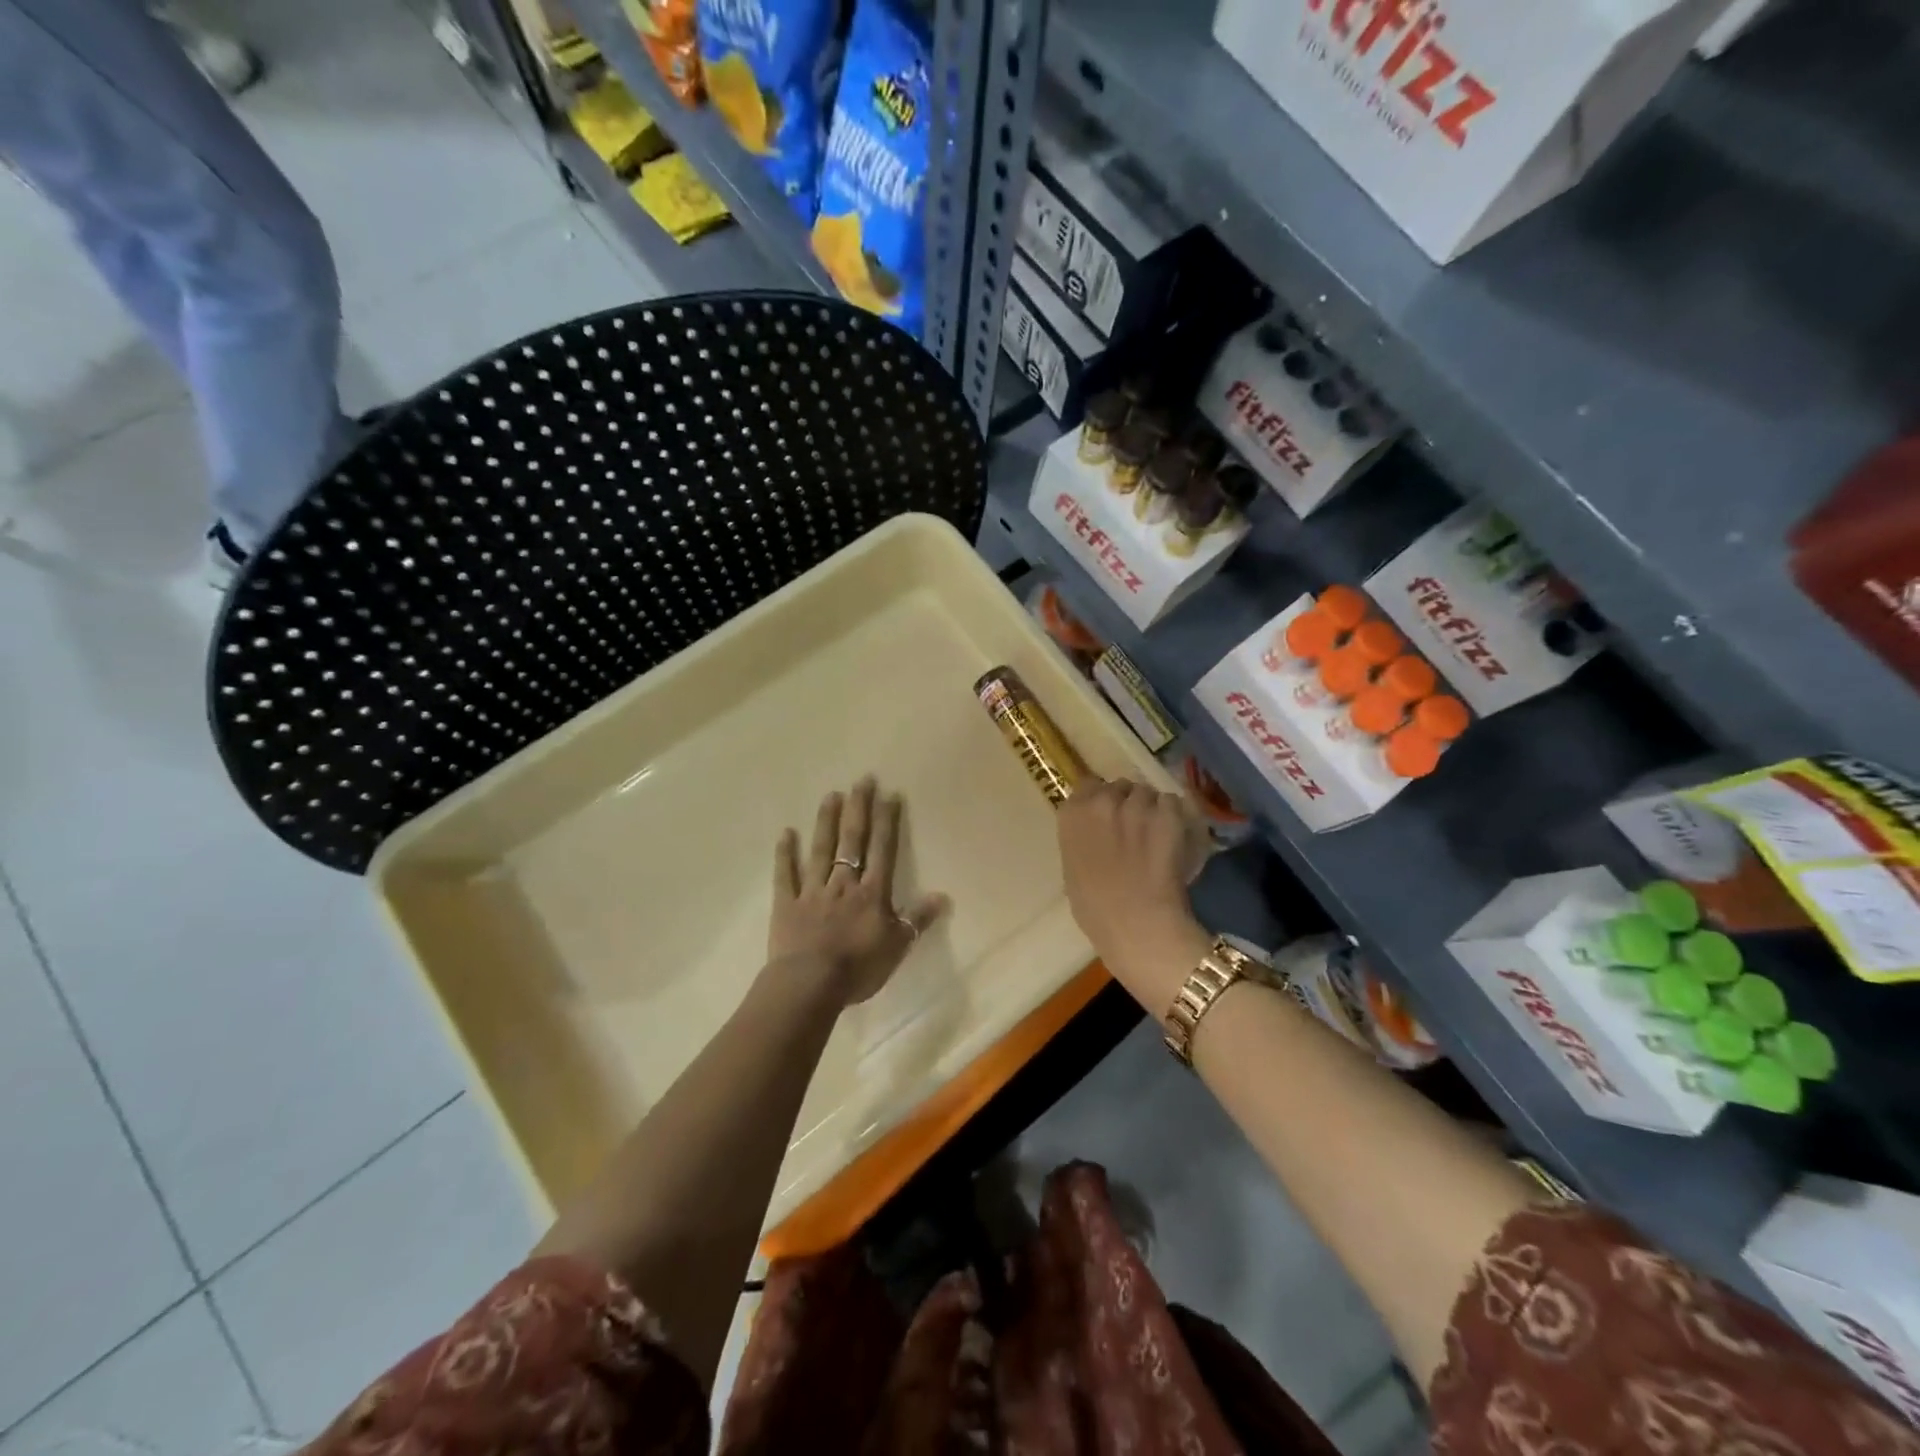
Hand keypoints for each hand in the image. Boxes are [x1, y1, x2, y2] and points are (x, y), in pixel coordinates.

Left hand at [770, 777, 949, 1007]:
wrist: (810, 984)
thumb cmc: (858, 968)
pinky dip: (785, 855)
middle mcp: (843, 884)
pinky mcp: (787, 905)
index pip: (882, 850)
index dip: (887, 822)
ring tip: (830, 795)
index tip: (889, 794)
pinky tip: (785, 833)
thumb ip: (918, 920)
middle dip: (858, 809)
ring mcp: (813, 891)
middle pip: (852, 841)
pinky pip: (786, 876)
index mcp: (871, 893)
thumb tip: (943, 896)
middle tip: (861, 780)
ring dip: (826, 822)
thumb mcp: (897, 947)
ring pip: (821, 850)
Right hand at [1057, 779, 1210, 1019]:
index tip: (1109, 816)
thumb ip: (1082, 840)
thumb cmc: (1095, 909)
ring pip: (1149, 794)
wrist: (1135, 924)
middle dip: (1128, 802)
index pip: (1088, 785)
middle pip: (1121, 787)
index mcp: (1072, 814)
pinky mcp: (1168, 815)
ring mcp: (1136, 805)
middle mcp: (1102, 800)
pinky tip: (1176, 839)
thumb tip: (1095, 836)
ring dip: (1154, 809)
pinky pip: (1174, 804)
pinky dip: (1177, 818)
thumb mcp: (1072, 869)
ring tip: (1159, 835)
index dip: (1102, 800)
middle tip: (1136, 829)